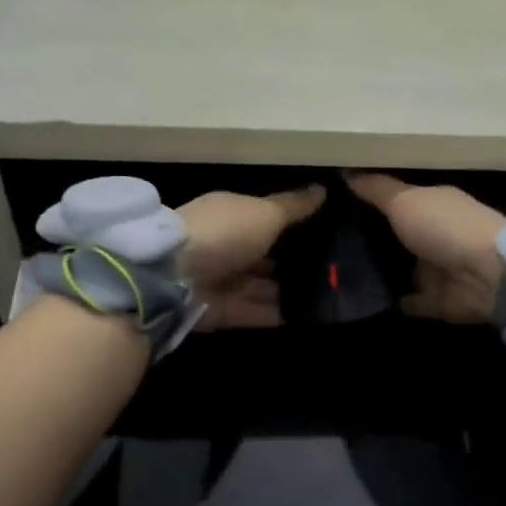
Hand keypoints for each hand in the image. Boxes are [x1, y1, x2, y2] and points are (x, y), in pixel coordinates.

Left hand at [177, 185, 327, 329]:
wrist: (174, 277)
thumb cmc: (224, 233)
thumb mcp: (265, 213)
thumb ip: (293, 207)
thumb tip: (322, 189)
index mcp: (229, 215)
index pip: (263, 219)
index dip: (290, 226)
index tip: (323, 233)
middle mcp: (223, 246)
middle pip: (261, 256)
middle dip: (289, 263)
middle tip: (331, 270)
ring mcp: (219, 281)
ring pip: (258, 287)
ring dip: (285, 292)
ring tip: (324, 296)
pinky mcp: (219, 311)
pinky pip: (253, 312)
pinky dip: (275, 315)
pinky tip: (305, 317)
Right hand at [346, 174, 505, 323]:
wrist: (487, 276)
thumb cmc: (445, 227)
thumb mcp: (404, 201)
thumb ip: (376, 190)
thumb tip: (346, 172)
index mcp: (433, 205)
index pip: (396, 202)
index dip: (368, 204)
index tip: (333, 207)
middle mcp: (435, 235)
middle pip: (396, 237)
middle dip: (368, 241)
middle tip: (327, 244)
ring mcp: (437, 270)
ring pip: (401, 270)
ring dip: (378, 273)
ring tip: (336, 274)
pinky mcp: (437, 301)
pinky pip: (409, 301)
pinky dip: (392, 301)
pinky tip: (362, 300)